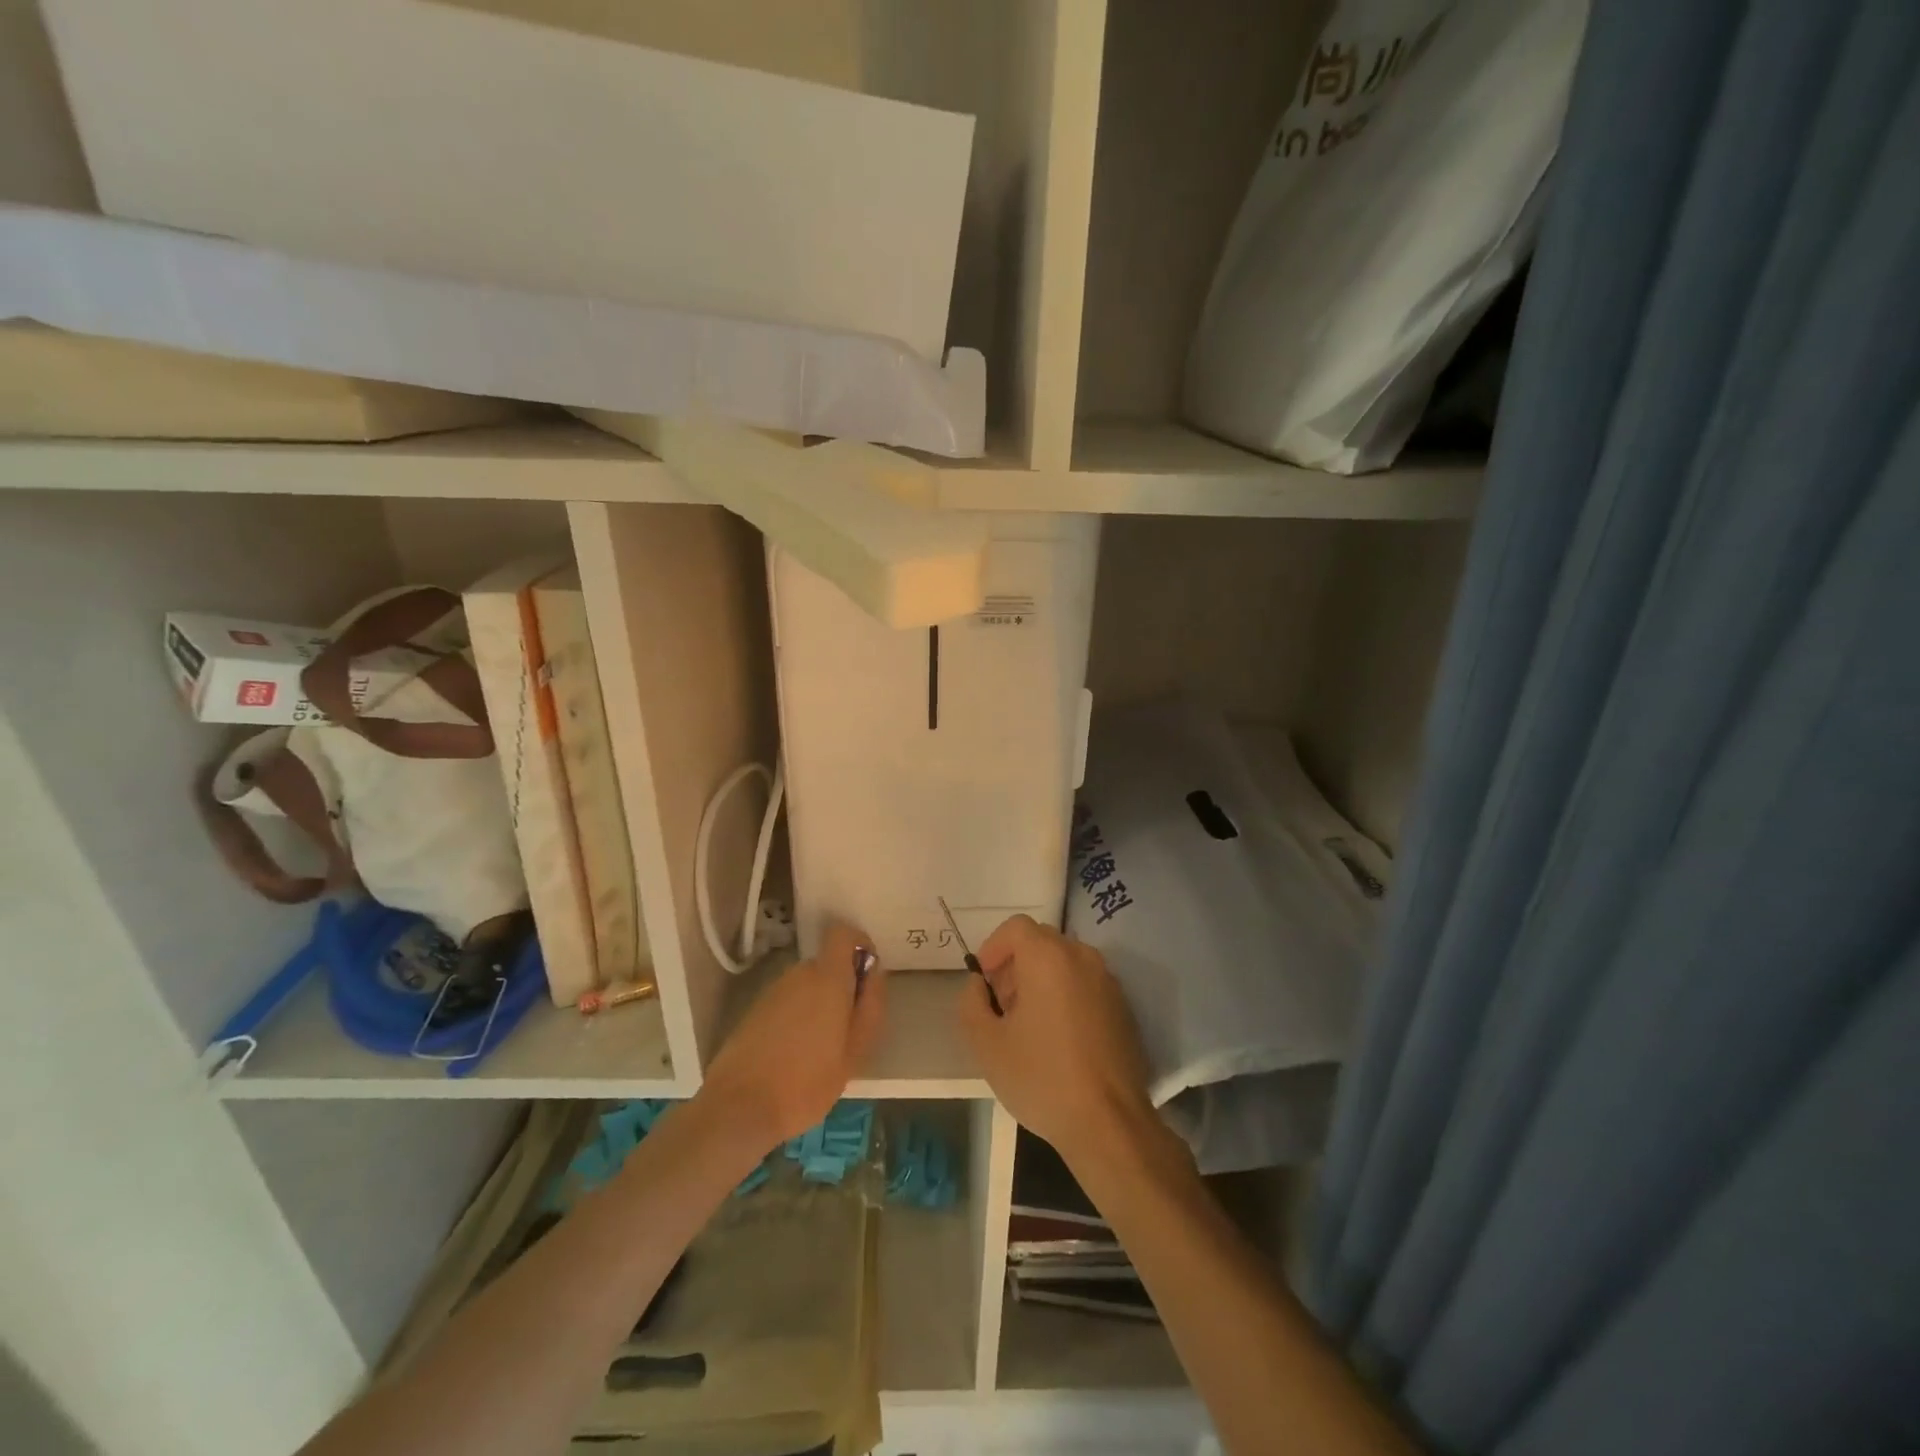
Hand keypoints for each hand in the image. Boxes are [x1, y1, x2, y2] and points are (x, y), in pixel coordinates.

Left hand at [699, 922, 885, 1149]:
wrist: (738, 1108)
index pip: (843, 933)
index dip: (859, 945)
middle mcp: (798, 974)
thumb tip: (875, 974)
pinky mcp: (754, 1011)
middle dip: (841, 987)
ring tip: (821, 1049)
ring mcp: (772, 991)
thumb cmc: (806, 1082)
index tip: (867, 976)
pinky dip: (797, 1018)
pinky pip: (787, 1002)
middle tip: (848, 1029)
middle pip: (827, 964)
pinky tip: (794, 1056)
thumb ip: (870, 1007)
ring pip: (806, 985)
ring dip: (818, 1005)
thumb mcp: (854, 1052)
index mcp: (827, 978)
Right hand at [958, 914, 1157, 1168]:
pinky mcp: (1123, 1006)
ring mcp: (1108, 981)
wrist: (1109, 1123)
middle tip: (1003, 1007)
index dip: (994, 948)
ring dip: (1042, 980)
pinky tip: (1060, 1039)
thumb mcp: (986, 1044)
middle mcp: (1082, 957)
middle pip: (1041, 942)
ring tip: (1029, 1026)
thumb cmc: (1042, 1077)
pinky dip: (1067, 995)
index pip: (1016, 927)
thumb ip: (971, 1002)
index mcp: (1049, 957)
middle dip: (1016, 965)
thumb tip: (979, 985)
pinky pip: (1086, 984)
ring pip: (1065, 963)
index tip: (985, 982)